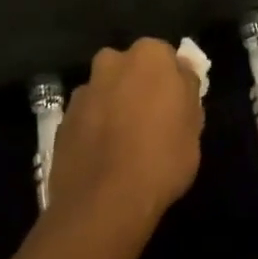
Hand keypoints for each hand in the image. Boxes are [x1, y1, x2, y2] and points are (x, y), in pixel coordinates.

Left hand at [46, 38, 203, 239]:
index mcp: (149, 55)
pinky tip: (104, 157)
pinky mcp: (62, 121)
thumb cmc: (161, 158)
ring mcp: (83, 91)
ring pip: (105, 92)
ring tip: (124, 144)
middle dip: (137, 86)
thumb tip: (181, 73)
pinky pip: (87, 117)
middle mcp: (112, 62)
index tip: (176, 105)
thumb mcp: (194, 125)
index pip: (166, 57)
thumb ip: (187, 90)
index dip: (172, 81)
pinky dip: (94, 129)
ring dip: (113, 106)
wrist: (104, 203)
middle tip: (151, 120)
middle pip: (130, 69)